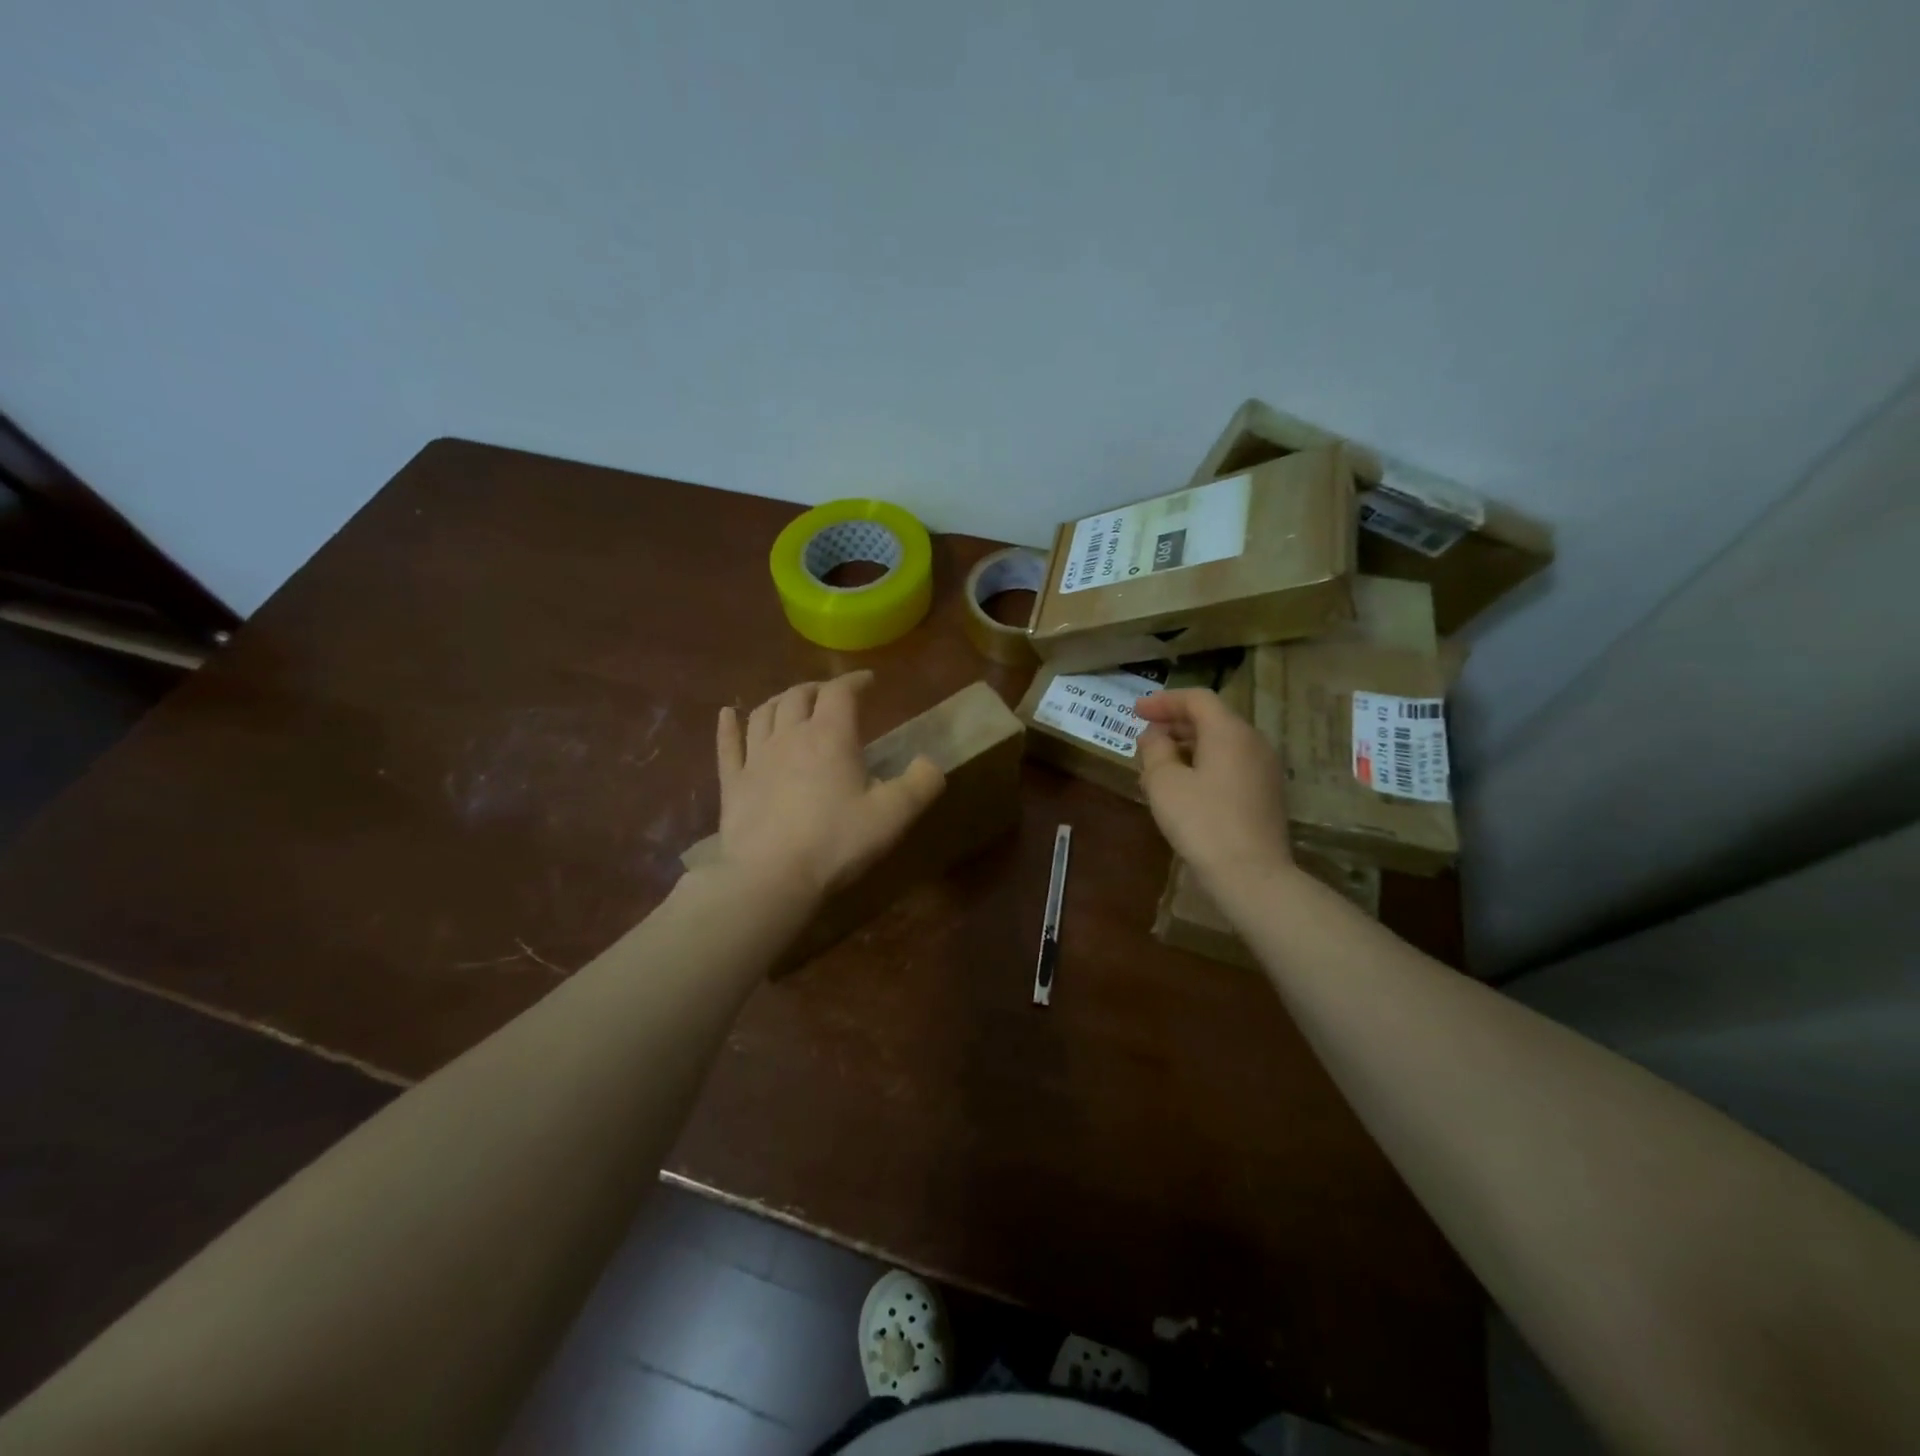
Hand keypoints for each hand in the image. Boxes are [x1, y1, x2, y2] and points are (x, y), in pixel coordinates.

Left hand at [713, 671, 945, 900]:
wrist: (772, 877)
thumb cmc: (837, 841)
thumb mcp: (894, 815)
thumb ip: (921, 784)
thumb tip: (930, 762)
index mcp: (830, 736)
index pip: (841, 692)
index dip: (855, 681)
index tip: (868, 681)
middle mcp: (789, 736)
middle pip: (799, 696)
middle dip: (817, 689)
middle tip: (830, 695)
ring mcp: (755, 758)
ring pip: (763, 713)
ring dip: (780, 701)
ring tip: (790, 703)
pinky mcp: (732, 783)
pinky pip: (728, 745)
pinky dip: (728, 725)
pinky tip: (727, 714)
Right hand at [1134, 688, 1292, 889]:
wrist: (1251, 875)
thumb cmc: (1202, 822)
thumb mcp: (1164, 783)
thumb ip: (1155, 750)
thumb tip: (1154, 736)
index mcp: (1229, 732)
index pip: (1197, 699)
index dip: (1163, 701)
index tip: (1136, 711)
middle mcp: (1253, 742)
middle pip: (1212, 719)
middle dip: (1175, 724)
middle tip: (1145, 737)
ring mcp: (1264, 769)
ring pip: (1222, 743)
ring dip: (1189, 746)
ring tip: (1158, 764)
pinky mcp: (1266, 794)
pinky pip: (1231, 765)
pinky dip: (1205, 764)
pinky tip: (1184, 787)